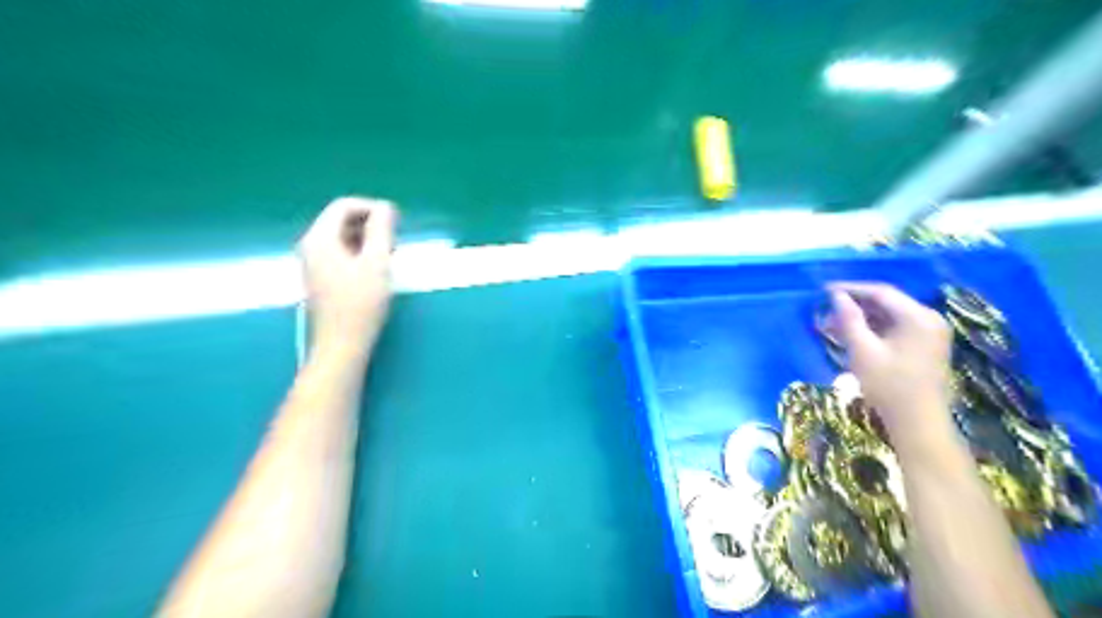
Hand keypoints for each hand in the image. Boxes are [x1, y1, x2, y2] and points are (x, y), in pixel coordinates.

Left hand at [300, 196, 399, 359]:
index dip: (372, 208)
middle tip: (395, 241)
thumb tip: (386, 207)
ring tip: (390, 255)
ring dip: (368, 239)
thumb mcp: (377, 263)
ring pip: (342, 237)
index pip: (344, 206)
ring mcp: (313, 263)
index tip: (396, 223)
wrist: (341, 345)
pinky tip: (376, 269)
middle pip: (341, 220)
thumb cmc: (360, 304)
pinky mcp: (321, 278)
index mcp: (319, 239)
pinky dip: (360, 253)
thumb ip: (381, 231)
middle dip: (370, 224)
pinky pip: (341, 253)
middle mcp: (311, 246)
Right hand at [832, 283, 950, 446]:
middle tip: (825, 311)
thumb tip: (836, 296)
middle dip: (853, 305)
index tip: (823, 290)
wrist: (918, 423)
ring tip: (831, 326)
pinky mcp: (925, 346)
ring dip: (860, 319)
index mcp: (918, 317)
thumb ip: (849, 319)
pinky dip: (873, 330)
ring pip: (889, 316)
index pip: (880, 292)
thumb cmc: (889, 386)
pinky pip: (895, 328)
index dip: (850, 289)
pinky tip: (851, 337)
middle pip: (886, 303)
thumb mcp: (863, 351)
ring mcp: (930, 333)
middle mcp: (929, 319)